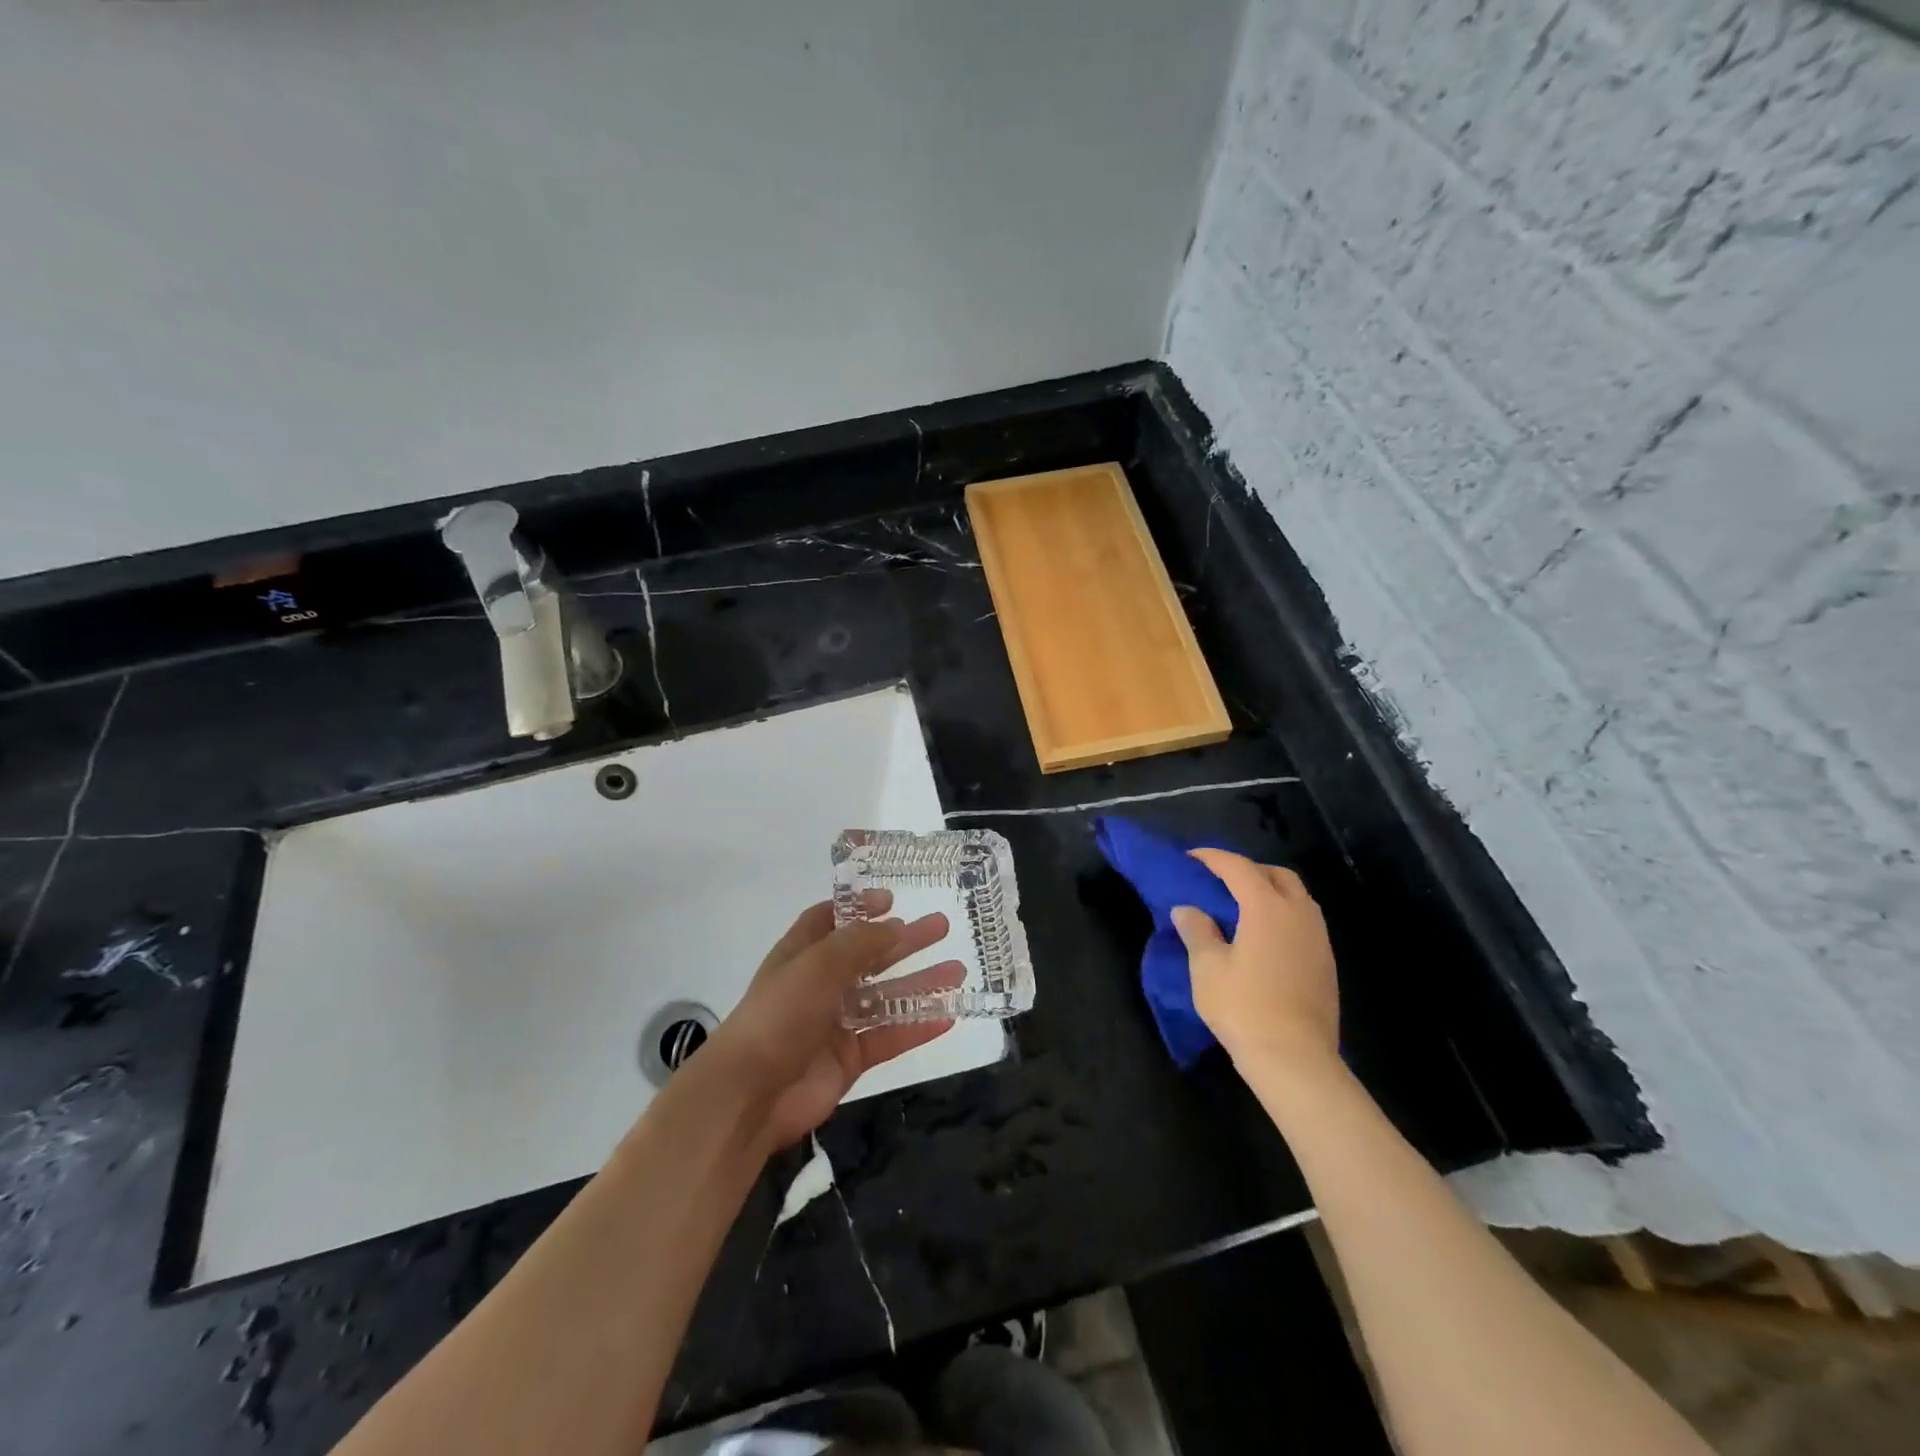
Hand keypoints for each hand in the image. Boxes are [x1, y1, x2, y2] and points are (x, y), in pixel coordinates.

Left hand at [700, 893, 961, 1150]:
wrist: (751, 1093)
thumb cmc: (781, 1014)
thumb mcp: (819, 964)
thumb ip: (860, 942)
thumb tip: (894, 926)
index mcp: (803, 954)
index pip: (831, 920)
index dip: (859, 908)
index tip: (892, 900)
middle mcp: (820, 984)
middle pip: (868, 956)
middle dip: (904, 941)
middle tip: (941, 927)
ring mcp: (835, 1023)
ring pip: (885, 997)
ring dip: (920, 983)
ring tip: (958, 971)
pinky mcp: (849, 1059)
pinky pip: (889, 1037)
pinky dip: (917, 1027)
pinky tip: (948, 1017)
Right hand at [1170, 850, 1339, 1074]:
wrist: (1295, 1059)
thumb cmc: (1244, 1007)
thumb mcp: (1207, 967)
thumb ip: (1197, 930)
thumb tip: (1187, 909)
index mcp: (1267, 907)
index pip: (1239, 867)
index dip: (1213, 857)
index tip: (1191, 858)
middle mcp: (1299, 914)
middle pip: (1277, 874)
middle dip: (1249, 869)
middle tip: (1221, 881)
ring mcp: (1318, 939)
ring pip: (1297, 897)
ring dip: (1270, 890)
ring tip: (1243, 906)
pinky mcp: (1326, 963)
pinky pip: (1305, 921)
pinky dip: (1283, 914)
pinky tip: (1264, 936)